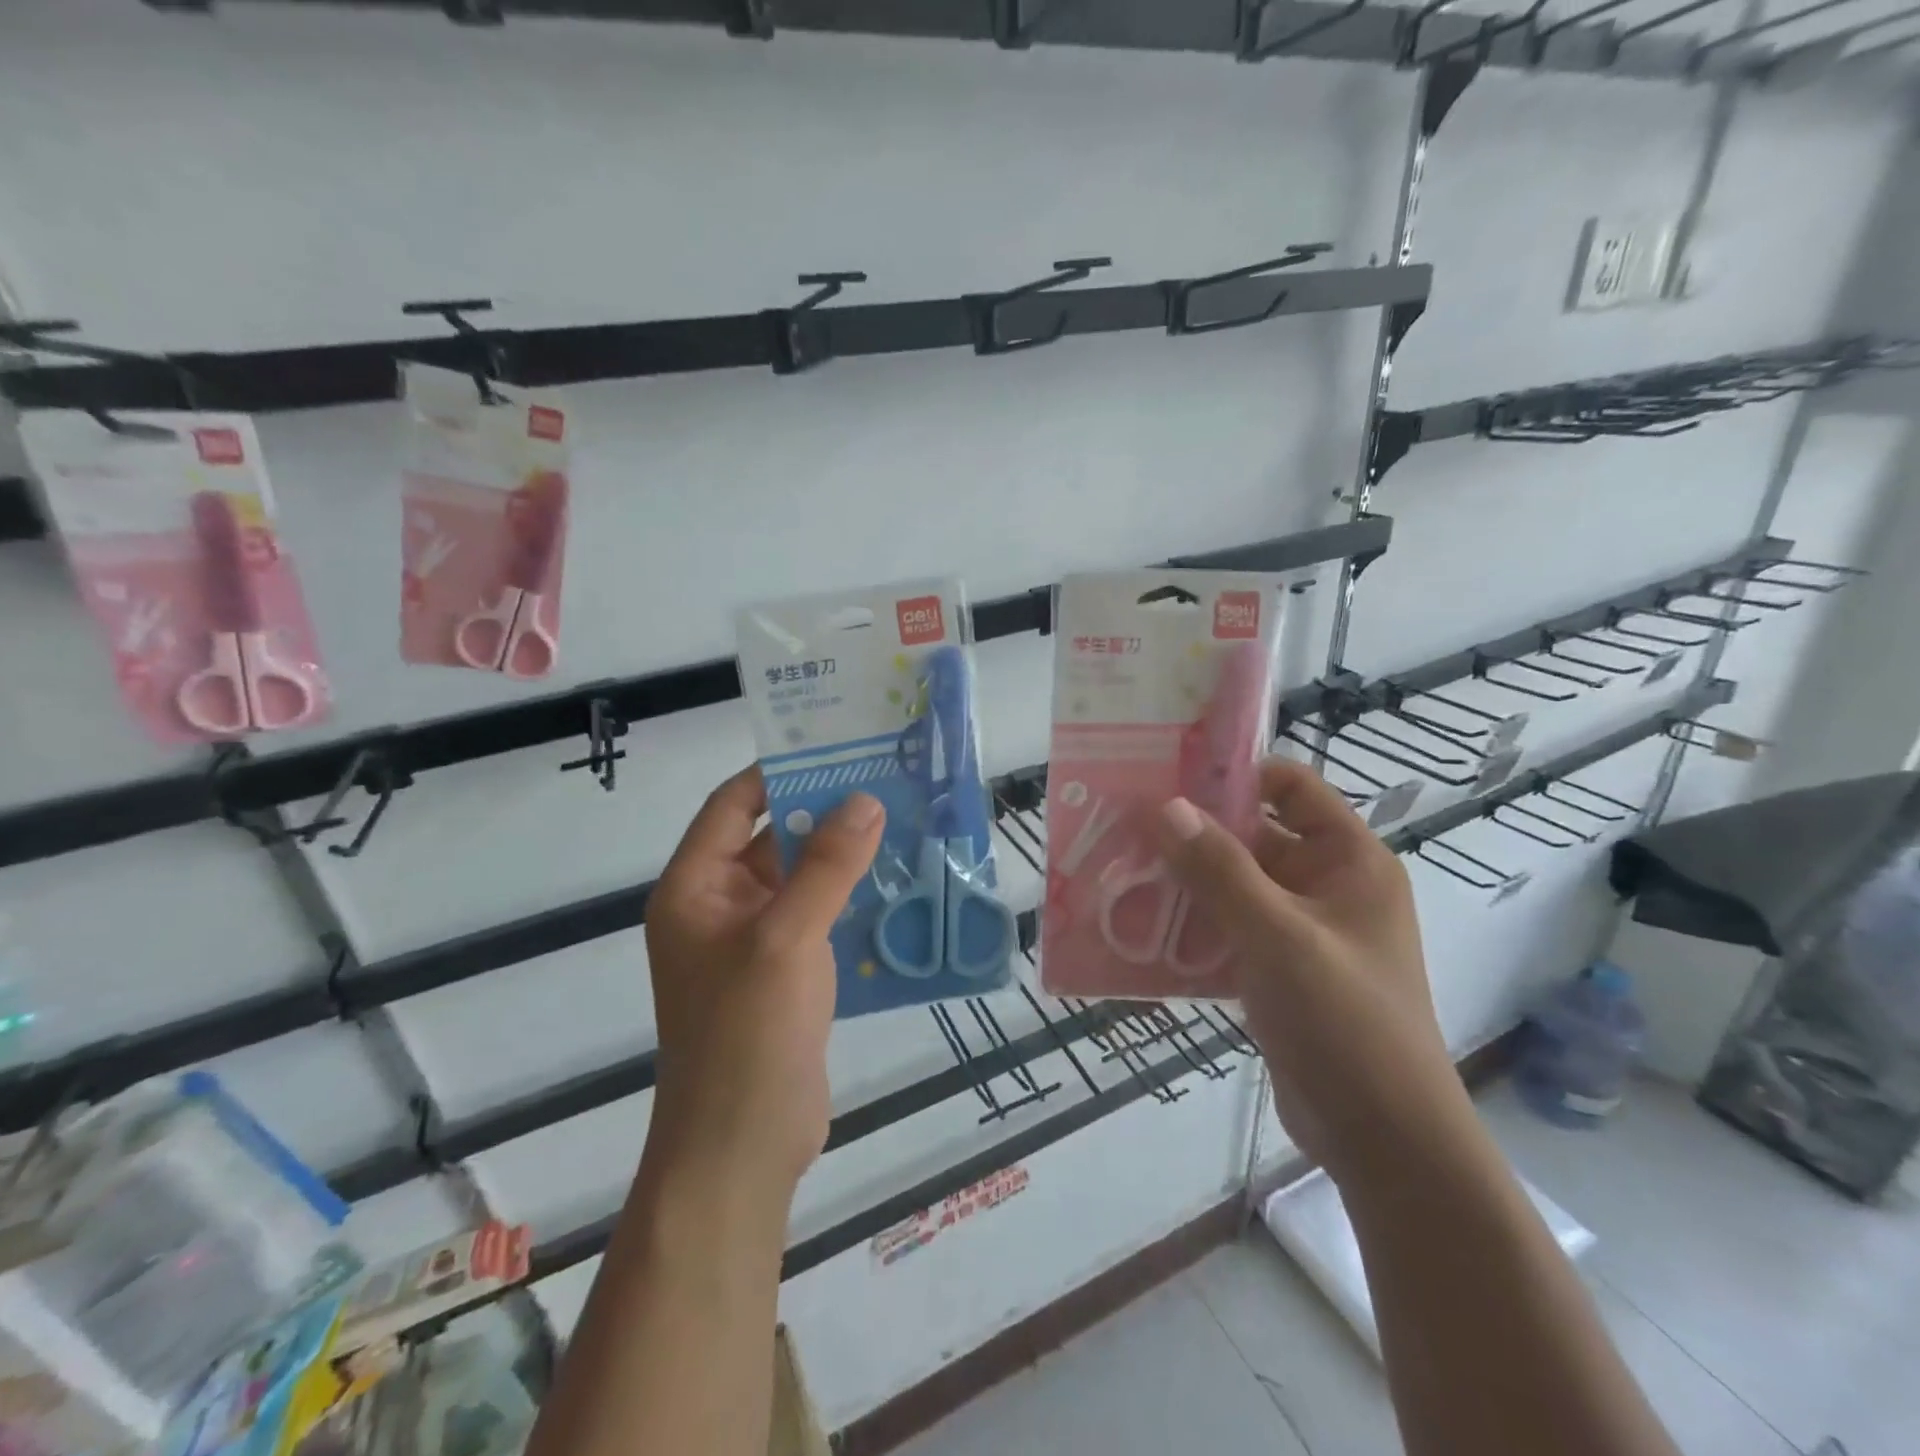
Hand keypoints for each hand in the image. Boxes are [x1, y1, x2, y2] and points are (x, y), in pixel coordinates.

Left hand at [643, 768, 884, 1196]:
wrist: (743, 1148)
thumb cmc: (747, 1034)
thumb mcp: (786, 938)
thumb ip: (827, 866)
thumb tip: (865, 799)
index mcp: (695, 888)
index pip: (733, 807)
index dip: (778, 773)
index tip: (835, 748)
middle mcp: (719, 907)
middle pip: (772, 838)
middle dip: (823, 812)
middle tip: (885, 781)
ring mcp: (753, 942)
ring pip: (801, 879)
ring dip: (843, 855)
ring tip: (902, 822)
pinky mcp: (786, 973)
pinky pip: (819, 916)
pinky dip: (851, 896)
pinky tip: (898, 882)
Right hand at [1154, 759, 1465, 1185]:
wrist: (1383, 1142)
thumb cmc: (1344, 1022)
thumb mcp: (1279, 937)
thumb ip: (1219, 870)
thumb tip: (1165, 806)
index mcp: (1348, 861)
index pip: (1291, 787)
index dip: (1236, 774)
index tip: (1169, 774)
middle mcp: (1327, 886)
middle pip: (1254, 836)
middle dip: (1193, 832)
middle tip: (1126, 824)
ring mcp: (1302, 931)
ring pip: (1234, 885)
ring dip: (1184, 880)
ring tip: (1121, 870)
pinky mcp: (1277, 971)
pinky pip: (1228, 929)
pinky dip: (1190, 924)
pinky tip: (1140, 927)